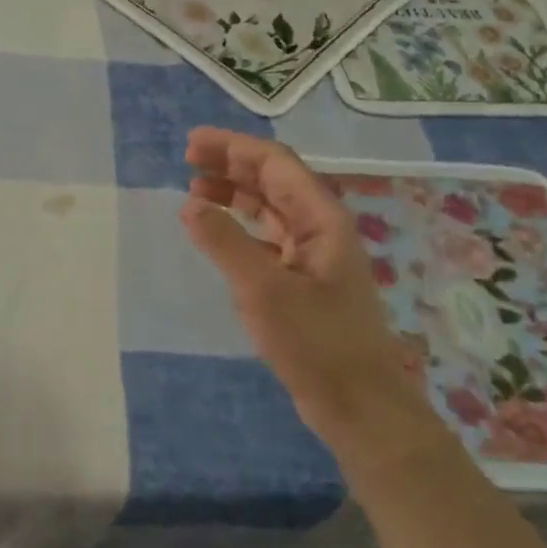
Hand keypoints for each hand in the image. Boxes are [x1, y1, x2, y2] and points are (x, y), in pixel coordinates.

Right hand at [179, 128, 441, 459]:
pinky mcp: (302, 281)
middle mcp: (320, 228)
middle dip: (232, 164)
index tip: (193, 143)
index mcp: (322, 219)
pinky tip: (216, 232)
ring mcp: (312, 255)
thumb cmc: (315, 341)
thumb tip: (190, 204)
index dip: (234, 148)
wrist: (358, 404)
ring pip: (270, 208)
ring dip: (234, 193)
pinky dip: (239, 226)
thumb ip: (224, 242)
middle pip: (274, 180)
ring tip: (195, 189)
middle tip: (188, 158)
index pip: (276, 164)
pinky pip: (267, 237)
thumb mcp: (262, 288)